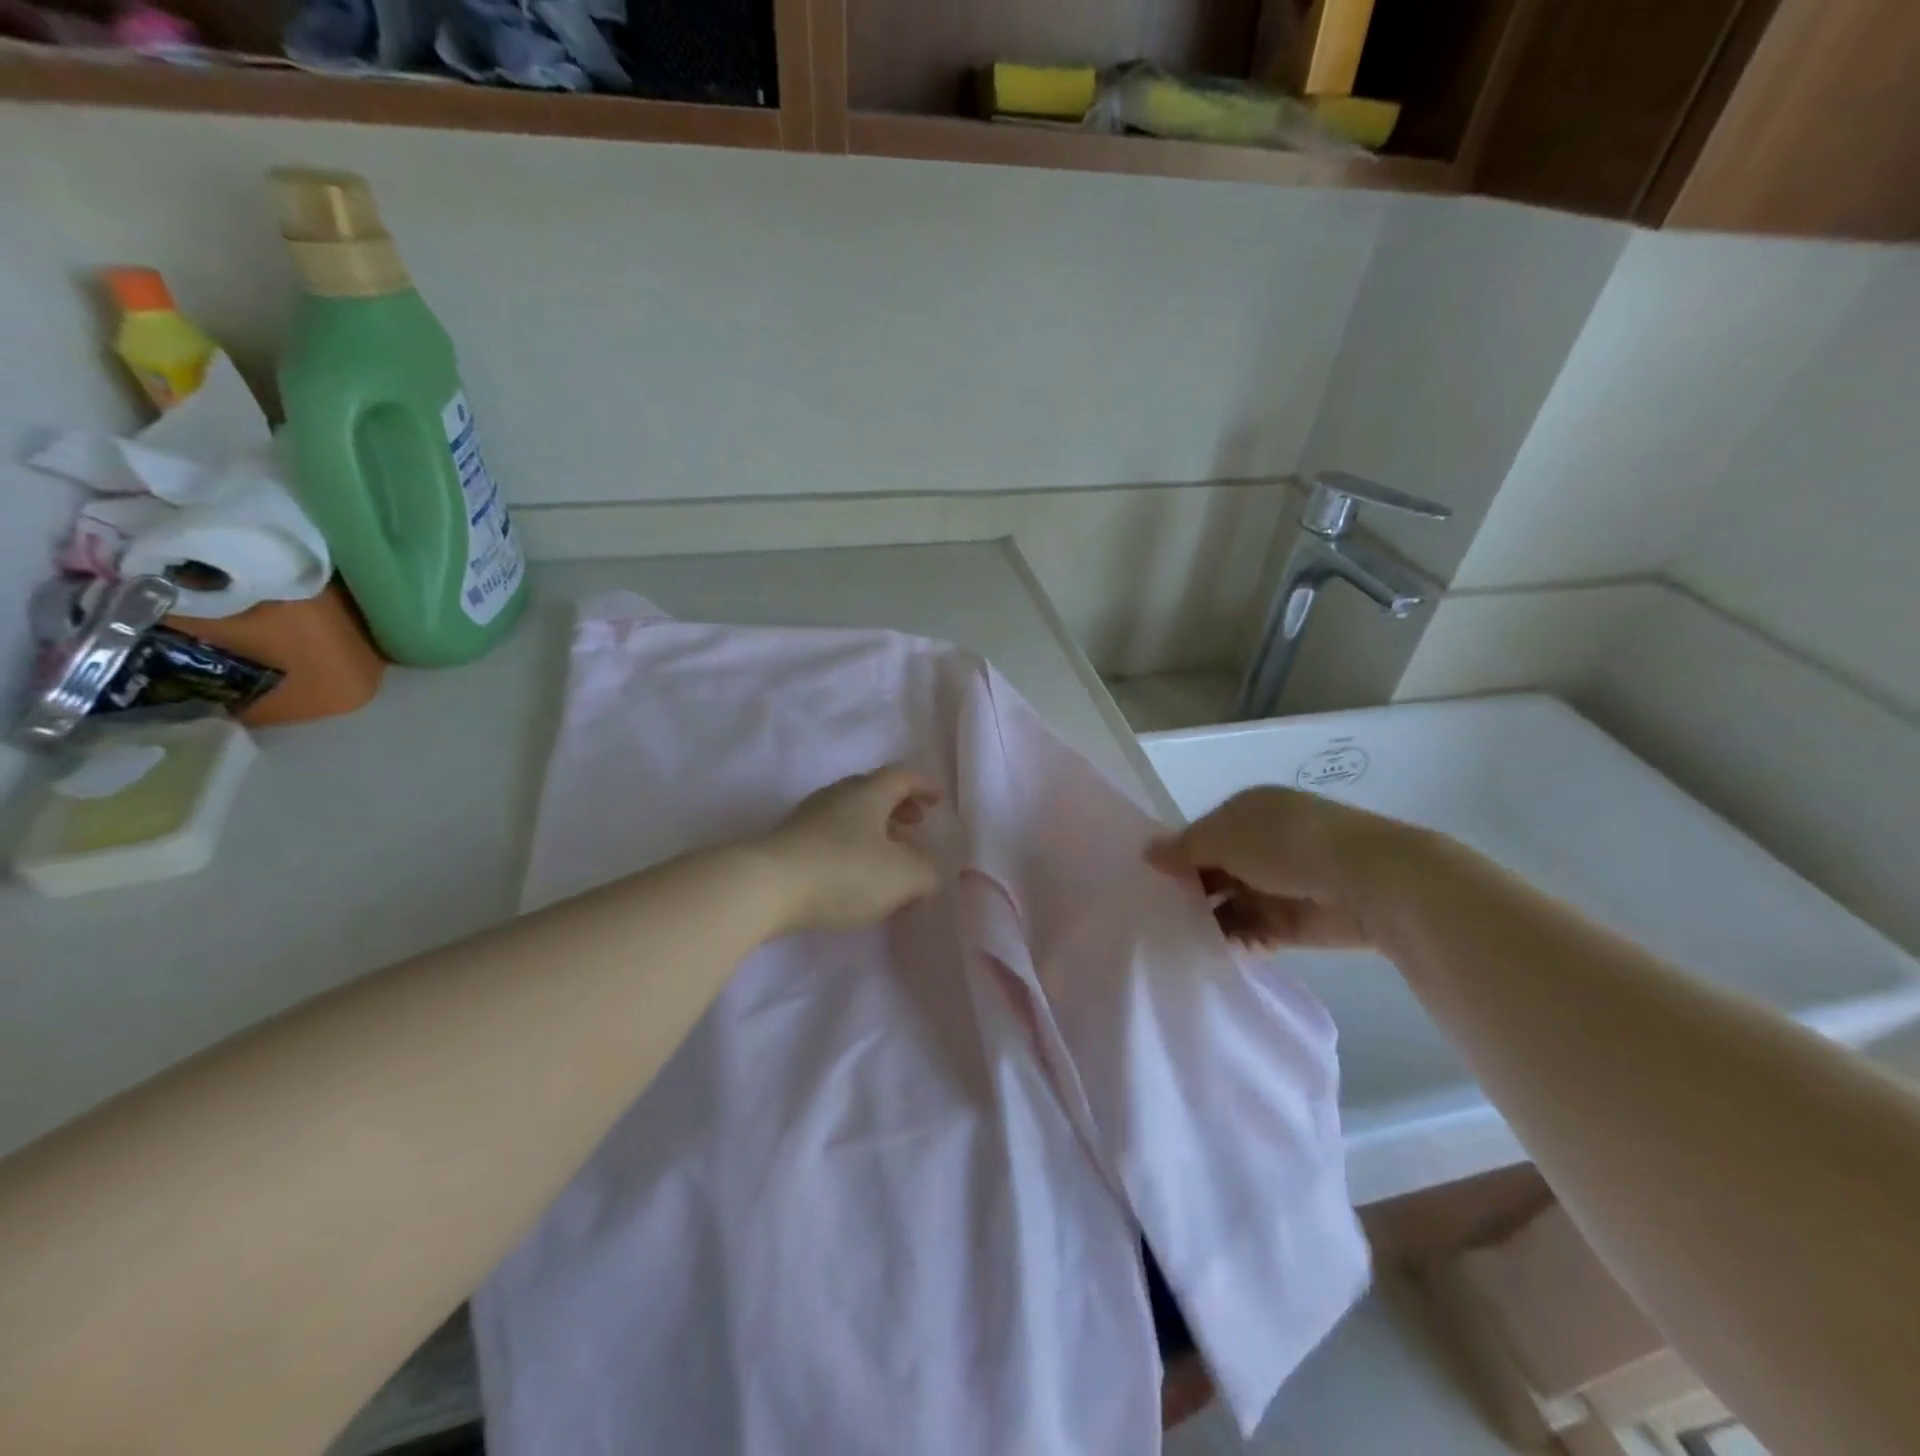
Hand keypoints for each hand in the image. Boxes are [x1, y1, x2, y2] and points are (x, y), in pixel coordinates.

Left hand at [761, 765, 943, 934]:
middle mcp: (837, 796)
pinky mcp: (788, 844)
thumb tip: (931, 869)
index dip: (924, 785)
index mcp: (868, 792)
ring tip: (888, 854)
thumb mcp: (903, 876)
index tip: (939, 799)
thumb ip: (928, 871)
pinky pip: (830, 835)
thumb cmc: (843, 871)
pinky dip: (851, 845)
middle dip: (898, 805)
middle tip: (916, 824)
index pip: (902, 776)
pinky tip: (855, 873)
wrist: (765, 887)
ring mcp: (808, 818)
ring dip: (874, 827)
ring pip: (849, 813)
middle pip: (872, 790)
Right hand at [1148, 787, 1414, 949]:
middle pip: (1215, 870)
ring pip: (1232, 903)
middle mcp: (1263, 844)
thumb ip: (1183, 849)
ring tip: (1175, 938)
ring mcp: (1280, 883)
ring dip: (1210, 919)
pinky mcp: (1295, 922)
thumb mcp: (1224, 838)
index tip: (1149, 882)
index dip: (1177, 856)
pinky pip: (1254, 932)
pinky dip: (1235, 941)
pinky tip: (1211, 953)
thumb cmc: (1287, 845)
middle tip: (1155, 915)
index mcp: (1248, 811)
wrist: (1370, 882)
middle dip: (1190, 890)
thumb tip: (1147, 852)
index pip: (1202, 833)